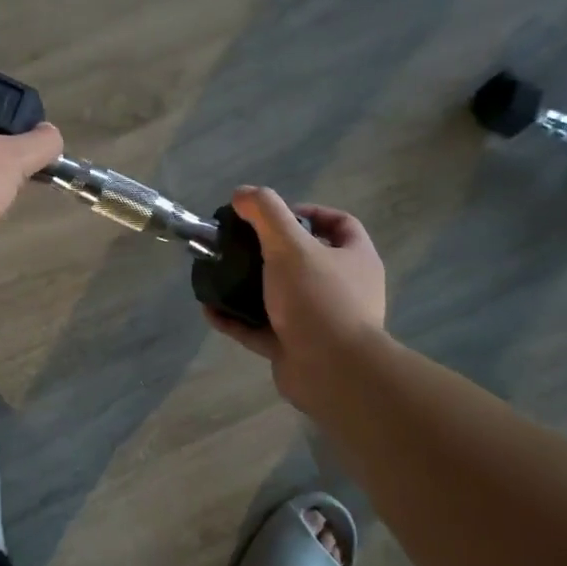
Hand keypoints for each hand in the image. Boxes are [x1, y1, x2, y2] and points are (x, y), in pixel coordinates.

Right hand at [204, 186, 388, 413]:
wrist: (332, 373)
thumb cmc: (317, 299)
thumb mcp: (290, 244)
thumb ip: (266, 212)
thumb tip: (242, 193)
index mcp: (356, 260)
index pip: (339, 224)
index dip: (308, 212)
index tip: (273, 215)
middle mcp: (344, 289)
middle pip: (306, 260)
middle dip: (270, 250)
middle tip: (240, 243)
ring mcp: (320, 322)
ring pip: (281, 296)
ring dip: (249, 286)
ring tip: (220, 273)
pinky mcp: (296, 348)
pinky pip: (261, 328)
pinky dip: (236, 319)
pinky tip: (210, 310)